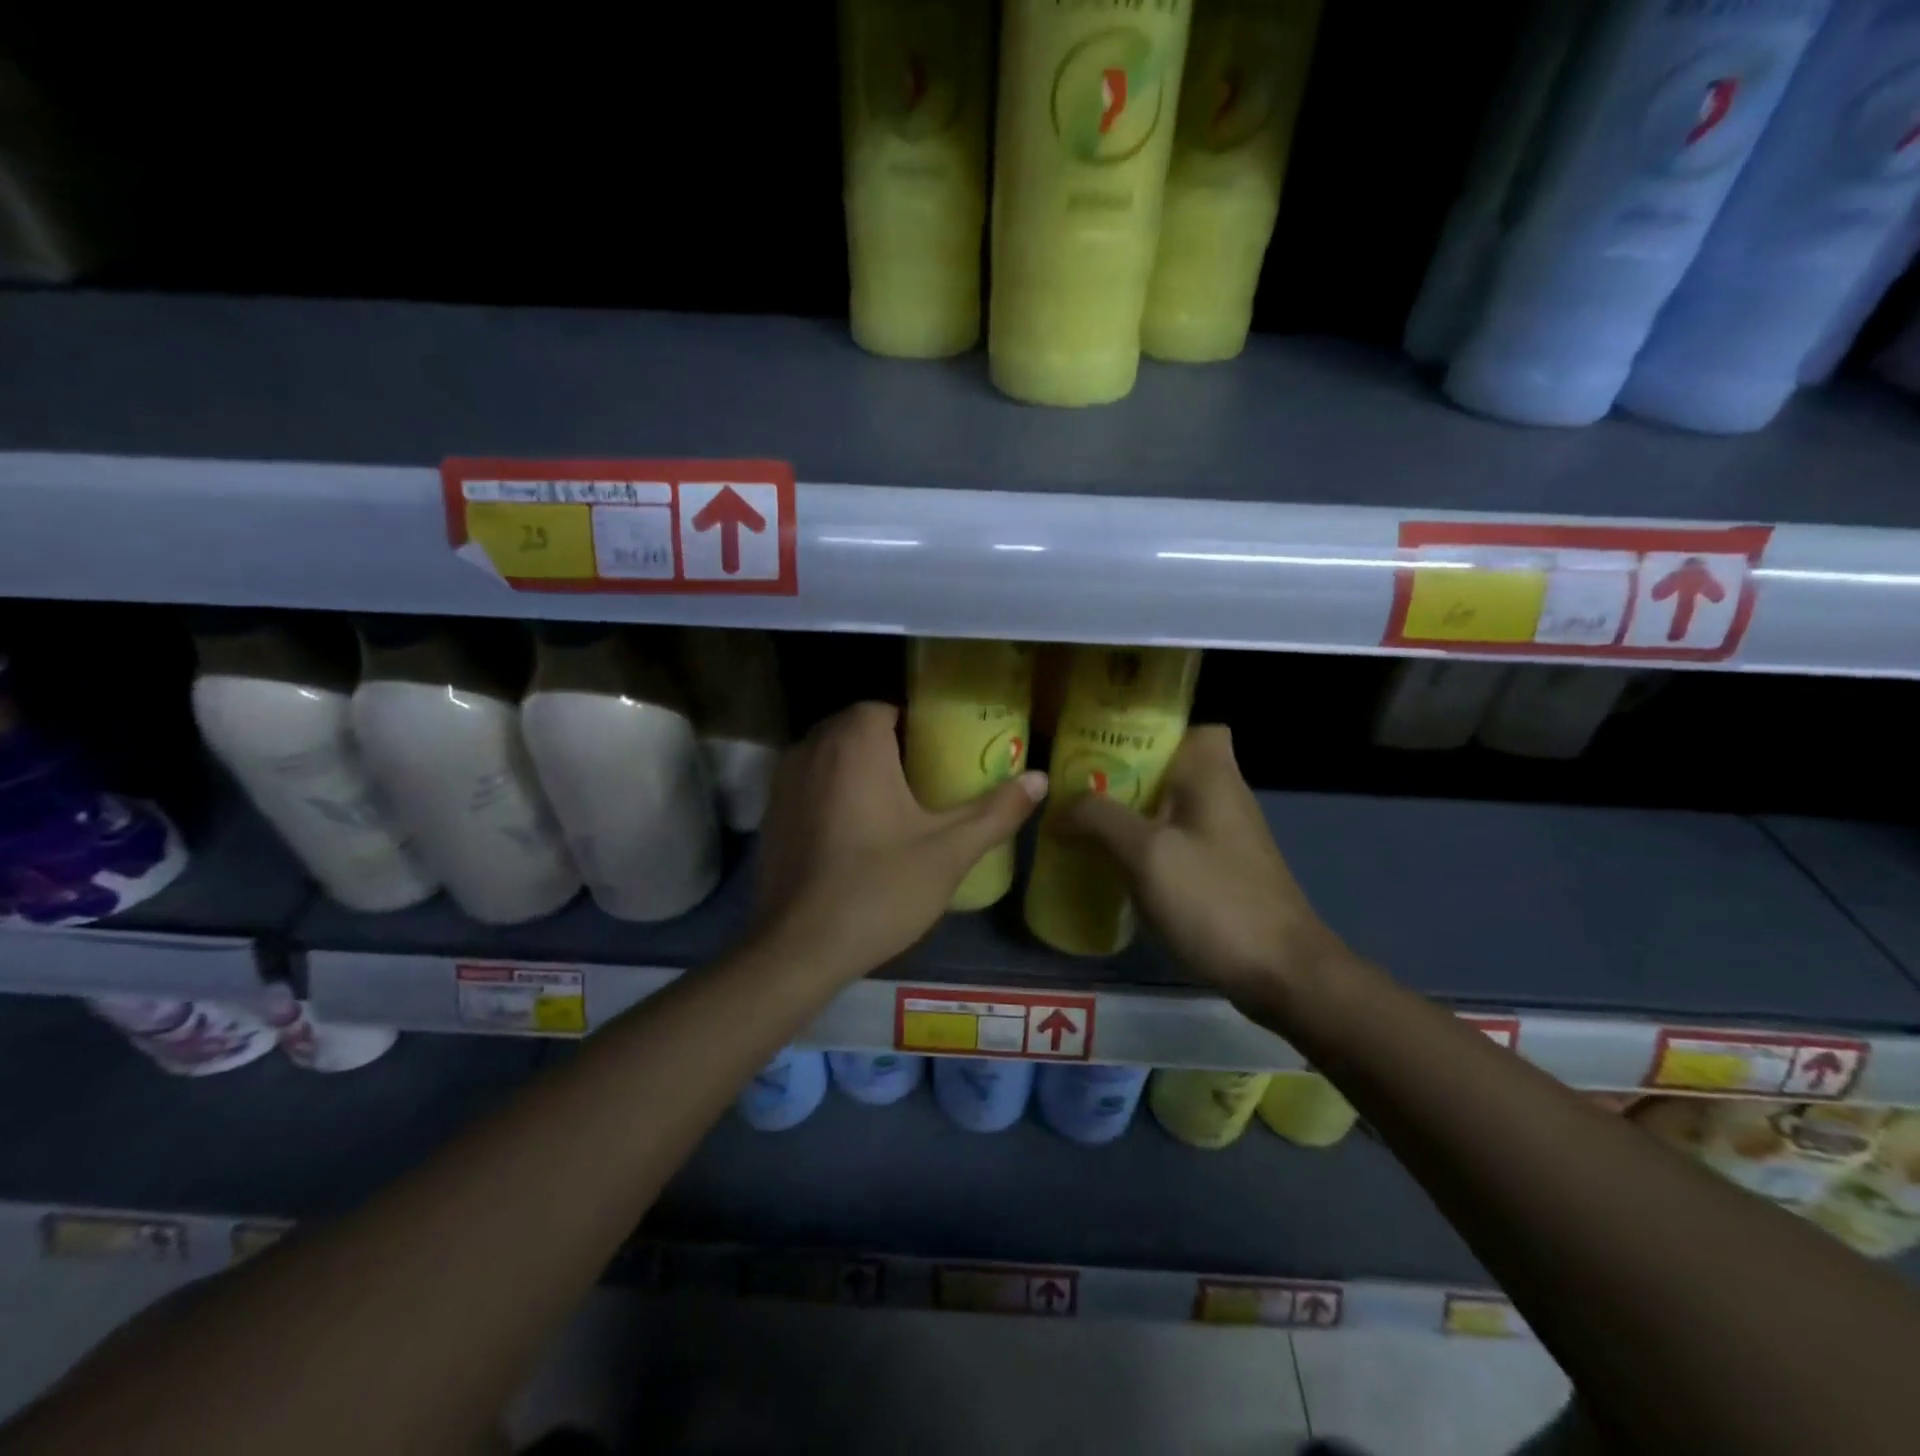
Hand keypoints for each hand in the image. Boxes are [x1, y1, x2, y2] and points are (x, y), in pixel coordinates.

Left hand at [752, 702, 1047, 979]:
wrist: (798, 949)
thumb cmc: (879, 889)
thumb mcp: (949, 852)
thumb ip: (996, 811)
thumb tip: (1040, 778)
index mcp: (854, 743)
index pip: (886, 709)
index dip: (916, 728)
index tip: (941, 758)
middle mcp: (811, 748)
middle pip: (856, 730)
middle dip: (889, 748)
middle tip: (926, 784)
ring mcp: (782, 782)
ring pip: (829, 757)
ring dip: (857, 770)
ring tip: (894, 808)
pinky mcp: (769, 815)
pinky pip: (808, 786)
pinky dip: (831, 795)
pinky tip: (854, 835)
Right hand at [1058, 725, 1344, 1001]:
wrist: (1282, 974)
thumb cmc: (1214, 900)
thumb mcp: (1146, 854)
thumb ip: (1099, 819)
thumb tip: (1060, 808)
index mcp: (1212, 775)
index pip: (1188, 725)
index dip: (1148, 730)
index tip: (1104, 746)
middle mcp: (1223, 795)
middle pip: (1168, 767)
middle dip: (1121, 776)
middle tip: (1075, 789)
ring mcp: (1225, 836)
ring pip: (1167, 807)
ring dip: (1128, 814)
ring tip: (1081, 825)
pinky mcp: (1221, 870)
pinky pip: (1174, 842)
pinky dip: (1144, 847)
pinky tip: (1113, 867)